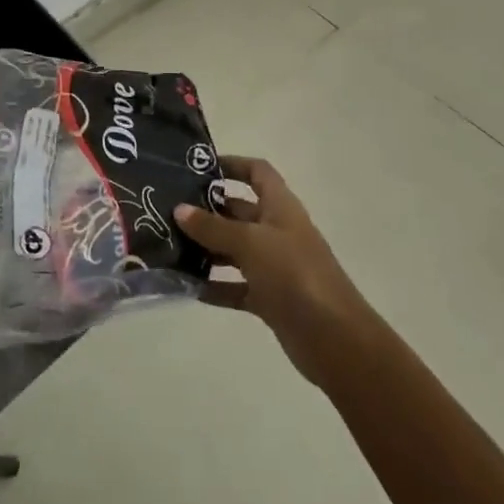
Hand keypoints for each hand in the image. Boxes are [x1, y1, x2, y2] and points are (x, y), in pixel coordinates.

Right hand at [173, 156, 371, 387]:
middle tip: (168, 208)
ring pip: (234, 250)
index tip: (198, 167)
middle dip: (208, 209)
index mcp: (281, 208)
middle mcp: (277, 232)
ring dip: (206, 248)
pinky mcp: (269, 299)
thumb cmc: (294, 274)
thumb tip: (179, 210)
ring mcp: (274, 267)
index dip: (233, 165)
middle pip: (239, 211)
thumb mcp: (250, 242)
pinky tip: (186, 285)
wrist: (334, 338)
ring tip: (168, 245)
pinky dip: (214, 286)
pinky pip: (235, 286)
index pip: (258, 173)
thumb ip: (213, 227)